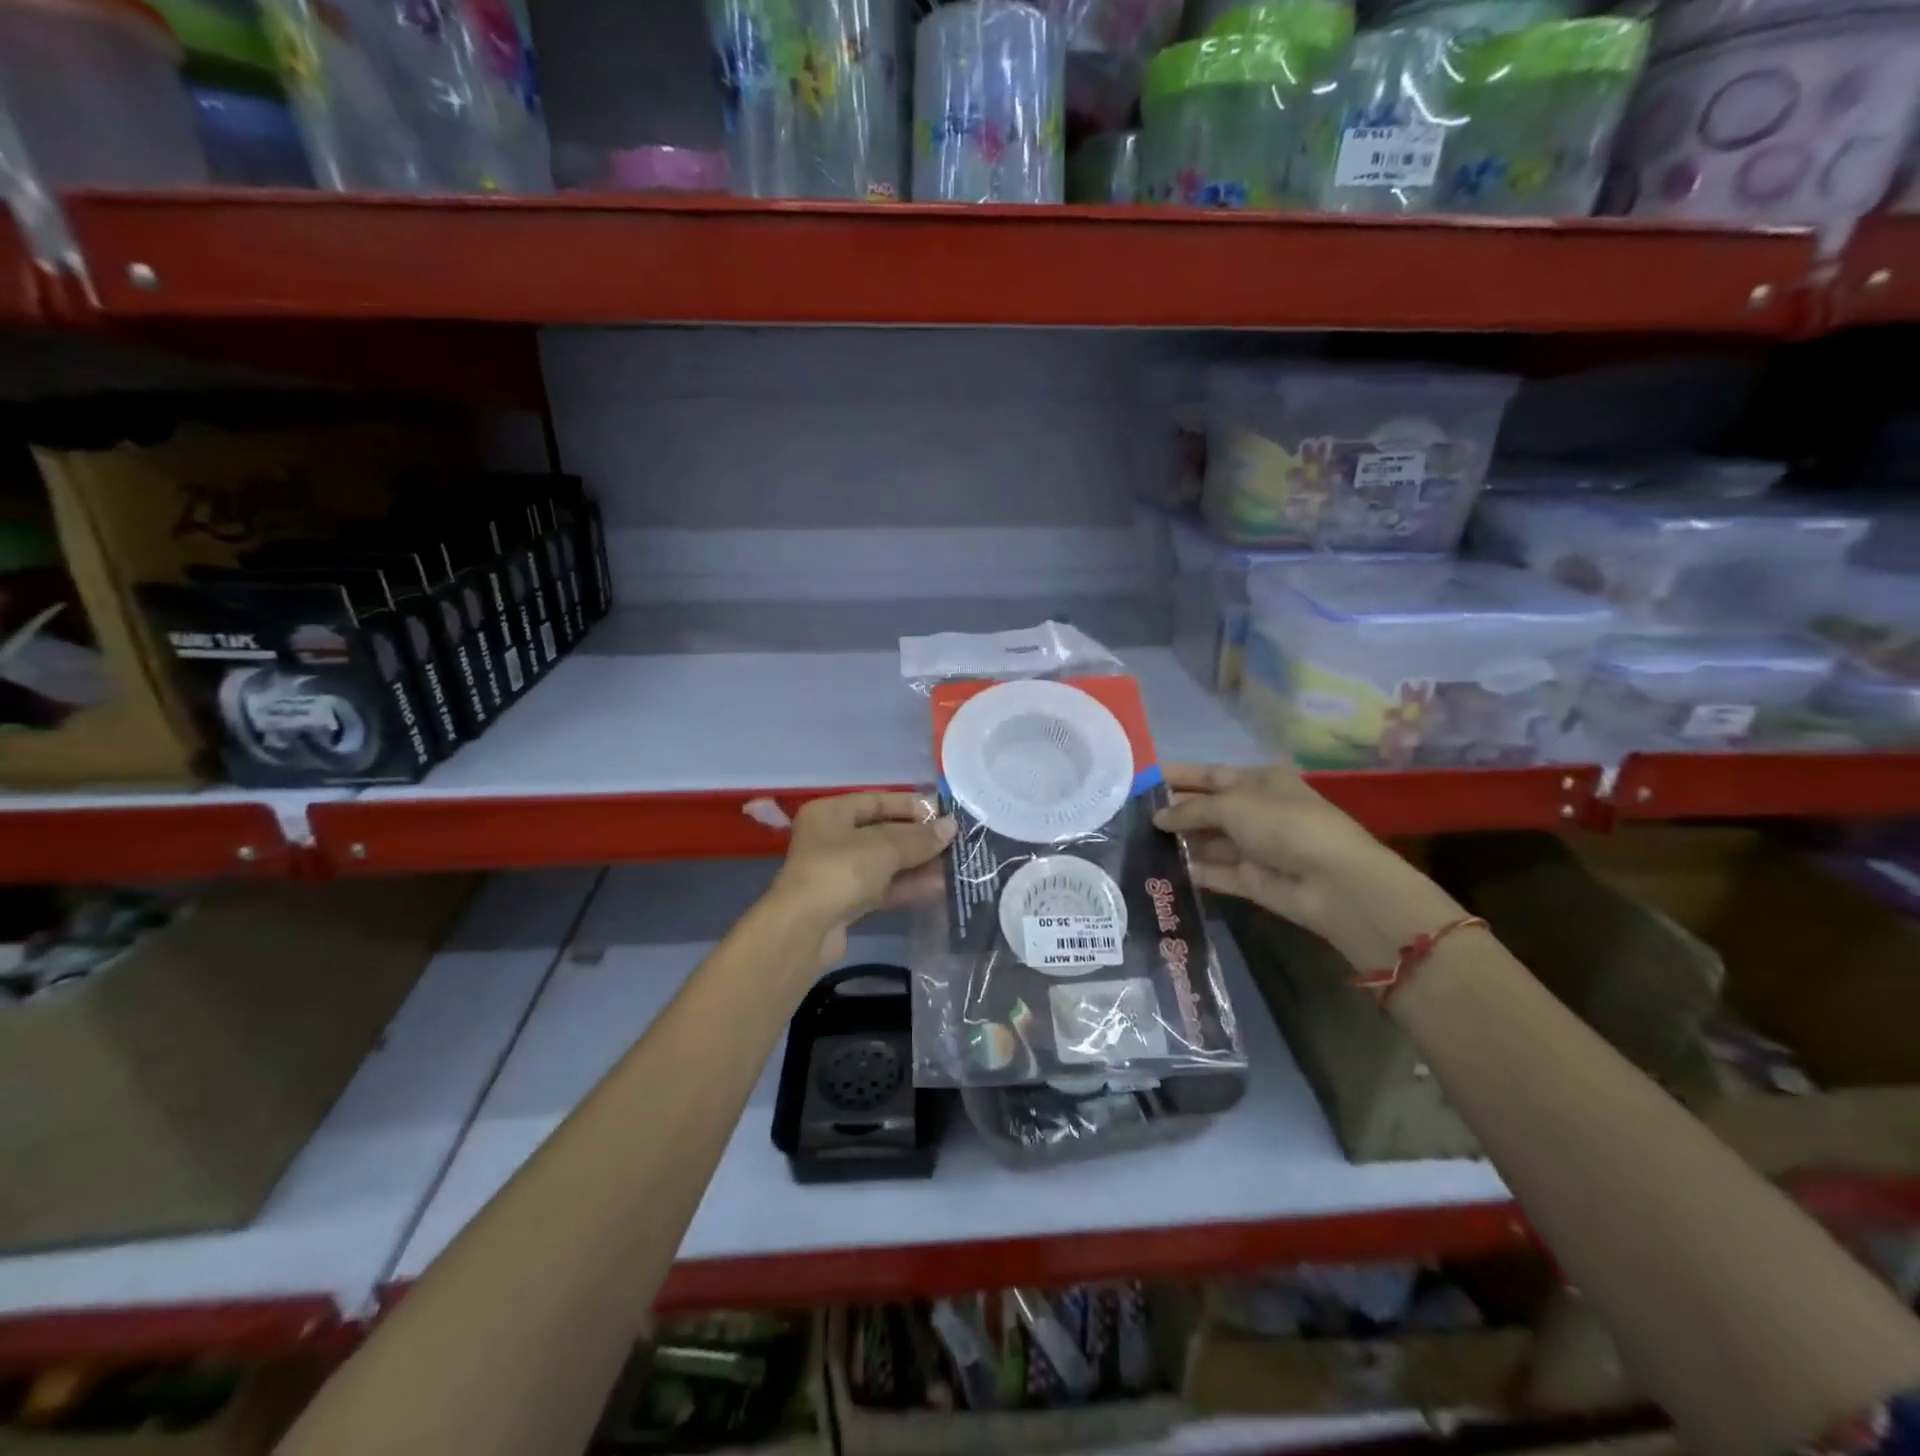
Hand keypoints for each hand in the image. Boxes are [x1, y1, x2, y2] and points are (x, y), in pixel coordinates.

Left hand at [769, 792, 955, 968]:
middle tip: (958, 841)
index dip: (913, 806)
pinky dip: (909, 886)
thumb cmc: (840, 872)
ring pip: (887, 863)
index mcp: (831, 812)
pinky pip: (884, 887)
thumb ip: (919, 837)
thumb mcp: (884, 848)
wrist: (803, 932)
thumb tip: (951, 827)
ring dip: (920, 864)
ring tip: (957, 865)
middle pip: (884, 832)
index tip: (946, 813)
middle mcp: (832, 838)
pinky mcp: (848, 902)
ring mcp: (839, 872)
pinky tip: (941, 887)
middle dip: (920, 838)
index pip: (878, 800)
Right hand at [1152, 763, 1464, 970]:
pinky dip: (1191, 870)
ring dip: (1178, 841)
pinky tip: (1158, 869)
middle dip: (1173, 811)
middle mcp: (1254, 810)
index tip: (1141, 781)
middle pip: (1205, 808)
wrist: (1332, 882)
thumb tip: (1158, 817)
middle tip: (1129, 816)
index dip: (1177, 776)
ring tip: (1135, 842)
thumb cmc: (1284, 825)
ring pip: (1207, 841)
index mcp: (1257, 781)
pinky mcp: (1250, 879)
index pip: (1209, 774)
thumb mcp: (1232, 805)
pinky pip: (1214, 871)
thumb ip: (1190, 810)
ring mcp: (1253, 846)